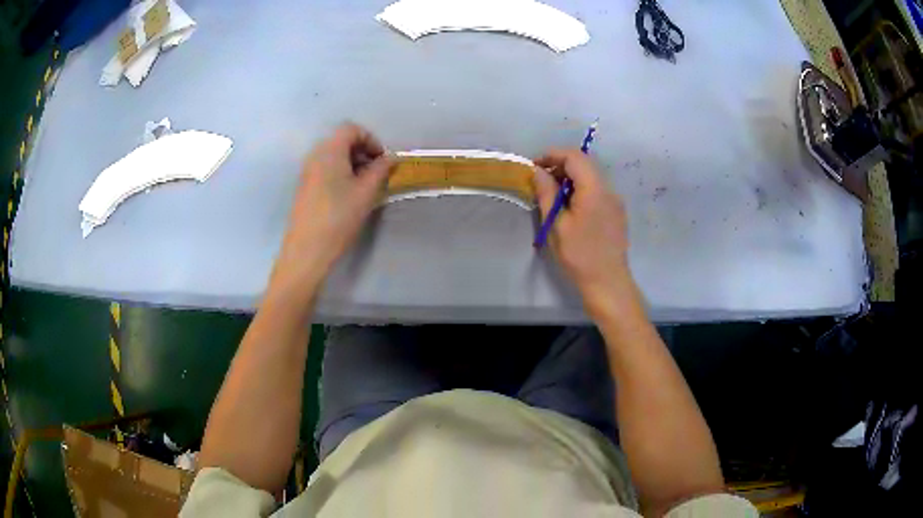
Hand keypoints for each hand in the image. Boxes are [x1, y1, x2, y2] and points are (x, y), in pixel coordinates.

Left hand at [269, 123, 392, 305]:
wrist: (307, 251)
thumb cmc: (339, 218)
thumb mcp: (366, 192)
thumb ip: (381, 169)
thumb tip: (391, 157)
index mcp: (329, 150)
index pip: (351, 129)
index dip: (371, 140)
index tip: (383, 161)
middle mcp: (315, 155)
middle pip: (341, 140)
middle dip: (363, 151)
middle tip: (377, 173)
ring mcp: (307, 171)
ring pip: (334, 156)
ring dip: (353, 164)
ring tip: (366, 187)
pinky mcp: (305, 187)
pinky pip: (325, 169)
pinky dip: (341, 173)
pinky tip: (349, 196)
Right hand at [533, 149, 634, 317]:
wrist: (608, 283)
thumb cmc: (579, 256)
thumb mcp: (557, 225)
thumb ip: (547, 193)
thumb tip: (538, 171)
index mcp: (594, 189)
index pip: (574, 156)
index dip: (552, 155)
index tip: (534, 167)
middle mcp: (609, 189)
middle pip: (584, 163)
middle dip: (560, 165)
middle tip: (540, 181)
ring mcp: (615, 200)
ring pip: (591, 175)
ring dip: (570, 177)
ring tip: (552, 195)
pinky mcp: (616, 211)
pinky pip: (597, 189)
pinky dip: (580, 188)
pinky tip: (569, 207)